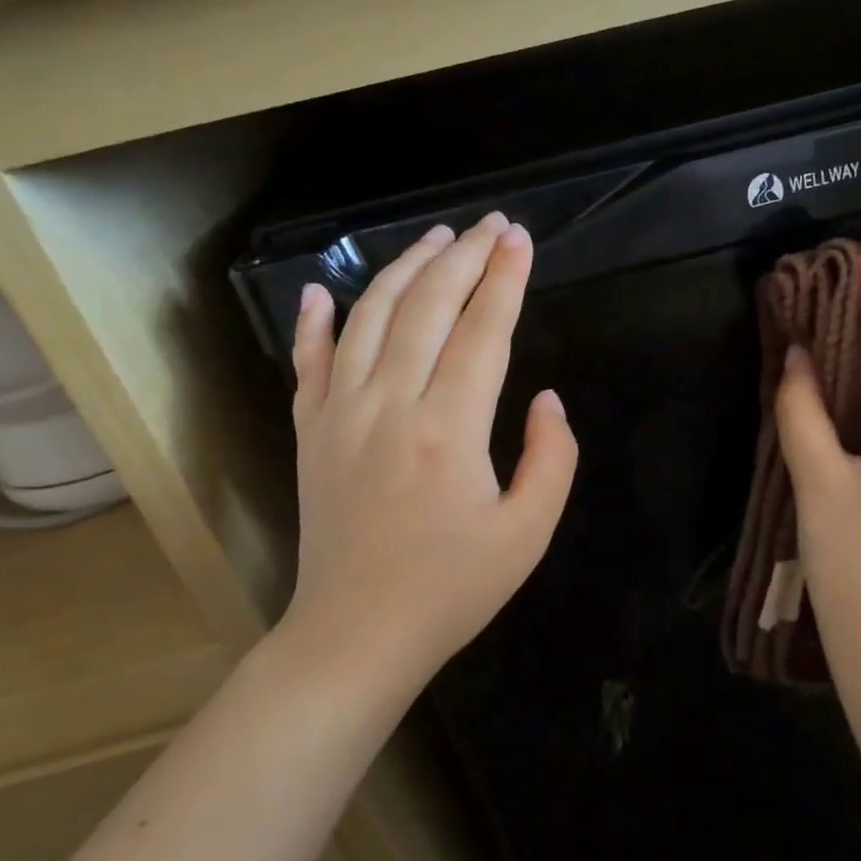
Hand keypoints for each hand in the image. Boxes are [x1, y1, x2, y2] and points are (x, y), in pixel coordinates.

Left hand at [277, 213, 577, 697]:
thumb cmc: (451, 589)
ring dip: (404, 270)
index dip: (505, 279)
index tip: (521, 239)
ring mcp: (340, 413)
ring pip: (370, 317)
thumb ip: (551, 457)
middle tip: (491, 224)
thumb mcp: (529, 533)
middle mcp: (390, 404)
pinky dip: (315, 321)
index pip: (482, 330)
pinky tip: (321, 292)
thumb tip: (546, 398)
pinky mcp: (310, 431)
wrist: (355, 636)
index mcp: (449, 429)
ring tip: (435, 238)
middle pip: (427, 307)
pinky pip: (309, 362)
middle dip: (465, 257)